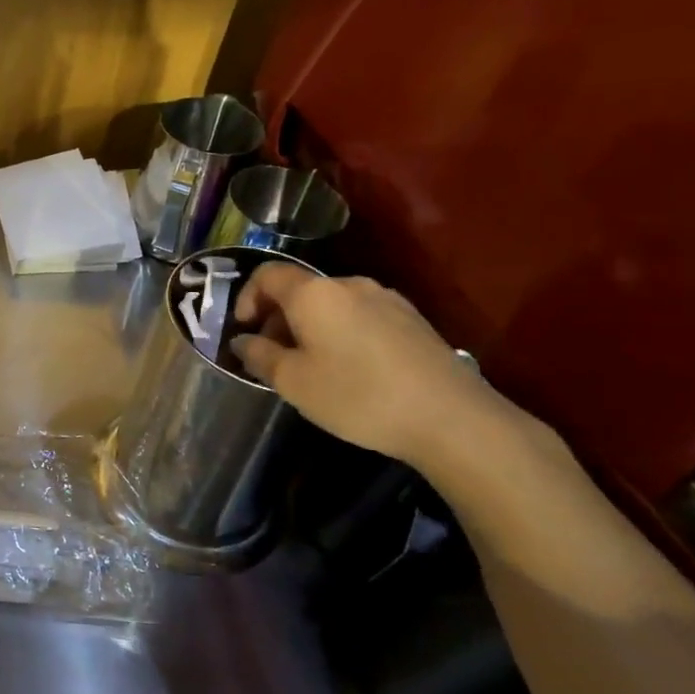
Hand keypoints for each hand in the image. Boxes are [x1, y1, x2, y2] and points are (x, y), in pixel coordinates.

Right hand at [229, 261, 511, 467]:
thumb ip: (259, 355)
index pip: (267, 275)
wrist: (451, 418)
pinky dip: (340, 333)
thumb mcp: (293, 382)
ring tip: (310, 367)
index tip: (244, 332)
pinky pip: (359, 316)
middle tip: (272, 358)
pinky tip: (349, 370)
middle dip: (277, 318)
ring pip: (331, 305)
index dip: (246, 298)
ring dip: (309, 327)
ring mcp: (386, 300)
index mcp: (315, 293)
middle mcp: (349, 285)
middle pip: (300, 290)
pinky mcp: (412, 320)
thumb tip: (243, 341)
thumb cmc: (357, 396)